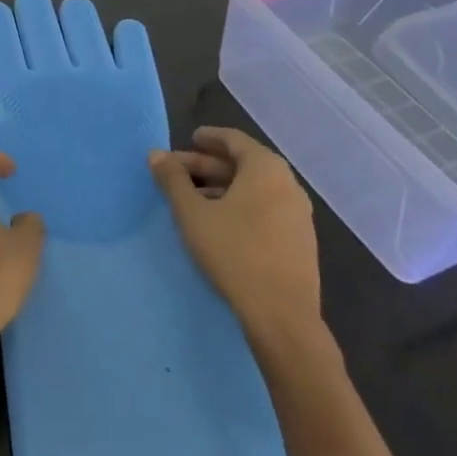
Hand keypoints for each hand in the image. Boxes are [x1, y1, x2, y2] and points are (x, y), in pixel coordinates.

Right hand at [150, 127, 323, 360]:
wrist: (283, 318)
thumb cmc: (234, 253)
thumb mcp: (192, 213)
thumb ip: (173, 180)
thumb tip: (156, 154)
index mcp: (266, 169)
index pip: (234, 140)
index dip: (209, 137)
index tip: (189, 138)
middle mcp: (288, 185)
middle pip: (243, 164)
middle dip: (208, 166)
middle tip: (177, 171)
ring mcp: (298, 215)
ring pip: (254, 189)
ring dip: (222, 187)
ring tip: (192, 198)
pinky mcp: (299, 241)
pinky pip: (265, 209)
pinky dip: (240, 205)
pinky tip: (218, 222)